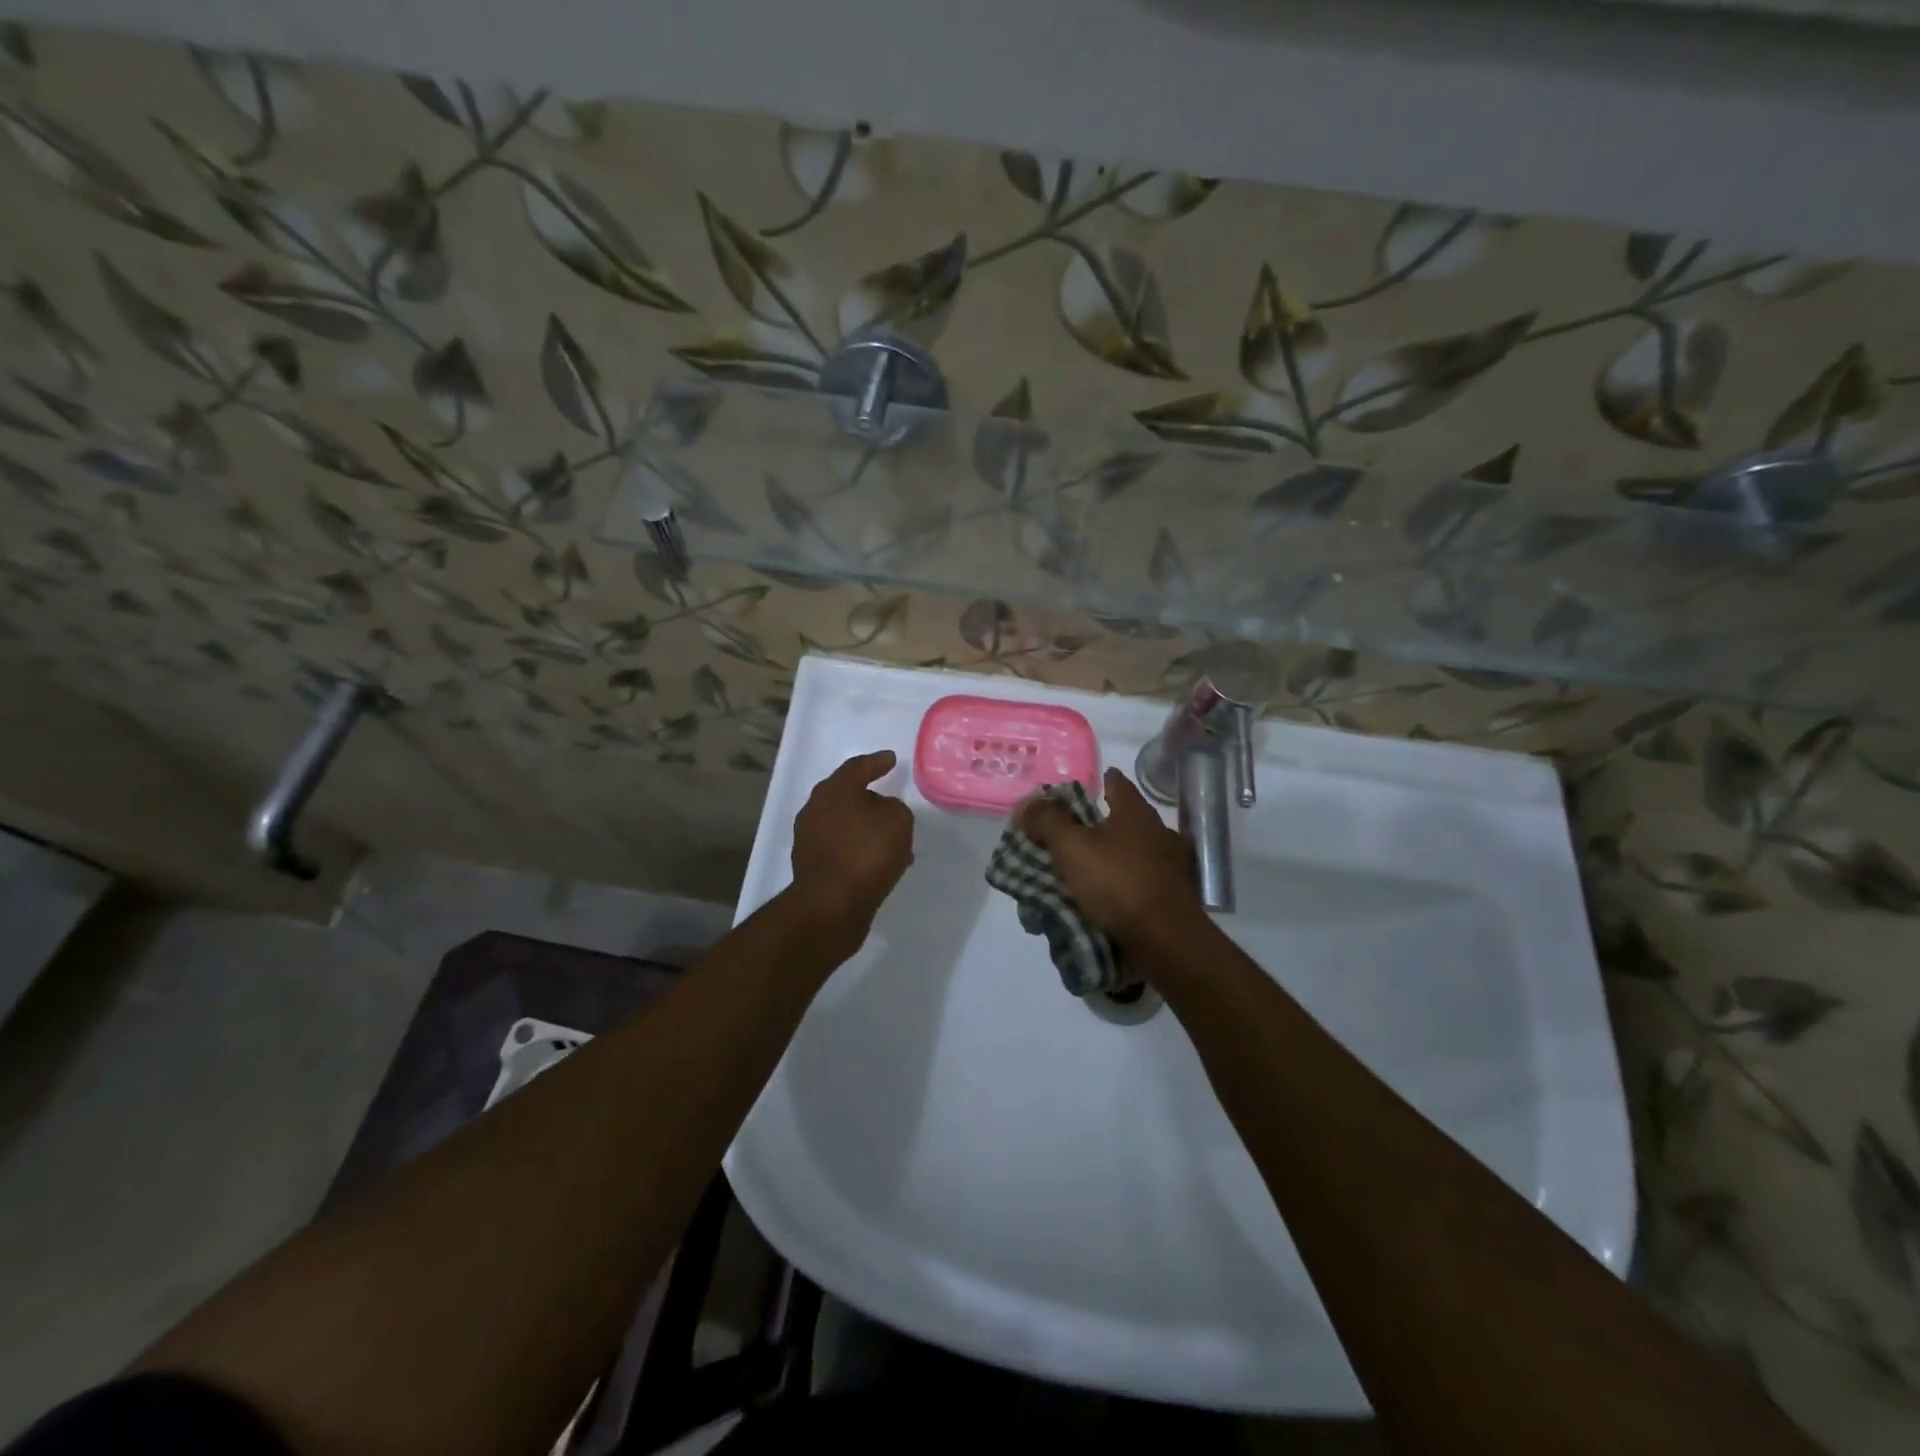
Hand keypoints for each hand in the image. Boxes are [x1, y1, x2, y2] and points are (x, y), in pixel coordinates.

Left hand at [789, 750, 914, 942]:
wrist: (830, 907)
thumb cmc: (865, 853)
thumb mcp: (897, 820)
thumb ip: (895, 808)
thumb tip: (882, 813)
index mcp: (833, 791)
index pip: (857, 767)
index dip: (877, 762)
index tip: (891, 759)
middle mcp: (816, 810)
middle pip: (847, 796)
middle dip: (871, 800)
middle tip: (892, 804)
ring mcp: (810, 840)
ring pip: (847, 826)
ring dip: (869, 831)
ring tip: (895, 842)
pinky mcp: (813, 867)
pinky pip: (844, 850)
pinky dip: (862, 851)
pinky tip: (882, 864)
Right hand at [1019, 767, 1201, 949]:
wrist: (1166, 941)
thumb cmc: (1118, 884)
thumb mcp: (1071, 848)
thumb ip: (1046, 821)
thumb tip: (1027, 804)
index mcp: (1136, 813)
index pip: (1117, 784)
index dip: (1101, 781)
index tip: (1087, 785)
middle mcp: (1159, 832)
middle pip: (1127, 819)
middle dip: (1103, 823)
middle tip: (1076, 832)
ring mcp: (1172, 866)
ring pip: (1137, 851)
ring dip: (1117, 856)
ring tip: (1091, 868)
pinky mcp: (1176, 897)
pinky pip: (1145, 881)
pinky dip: (1129, 883)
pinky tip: (1113, 895)